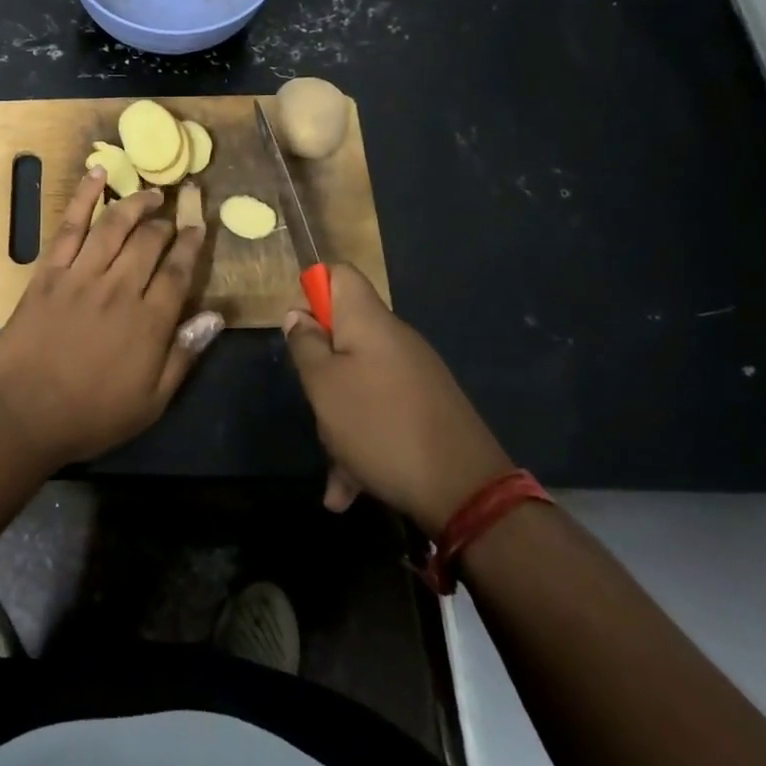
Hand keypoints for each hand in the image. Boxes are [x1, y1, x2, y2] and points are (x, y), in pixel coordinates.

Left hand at [0, 169, 222, 468]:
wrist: (23, 413)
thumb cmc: (91, 414)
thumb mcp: (151, 401)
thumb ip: (184, 355)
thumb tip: (216, 315)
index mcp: (148, 322)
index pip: (178, 271)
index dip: (191, 246)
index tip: (198, 228)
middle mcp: (118, 289)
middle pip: (149, 242)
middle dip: (165, 224)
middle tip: (172, 216)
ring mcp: (80, 275)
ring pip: (114, 225)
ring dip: (136, 203)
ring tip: (150, 193)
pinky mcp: (48, 271)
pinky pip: (69, 226)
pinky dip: (84, 196)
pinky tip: (98, 174)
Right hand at [284, 264, 512, 534]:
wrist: (466, 491)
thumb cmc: (379, 425)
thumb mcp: (323, 385)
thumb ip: (305, 345)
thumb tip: (299, 315)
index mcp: (368, 321)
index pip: (339, 274)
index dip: (312, 291)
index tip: (300, 333)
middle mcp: (394, 339)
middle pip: (344, 332)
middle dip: (320, 367)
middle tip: (314, 401)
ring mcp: (414, 375)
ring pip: (359, 380)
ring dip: (338, 417)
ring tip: (335, 464)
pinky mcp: (426, 409)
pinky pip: (381, 412)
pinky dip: (361, 440)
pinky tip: (349, 488)